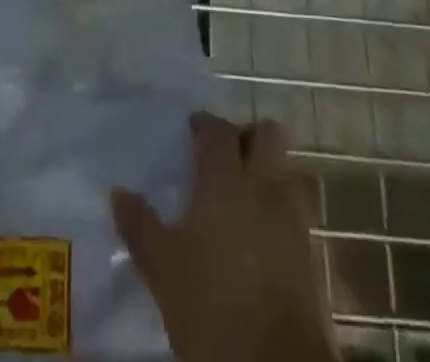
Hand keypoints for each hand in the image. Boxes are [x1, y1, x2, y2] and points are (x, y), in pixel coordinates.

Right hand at [112, 113, 335, 361]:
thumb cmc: (211, 305)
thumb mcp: (162, 268)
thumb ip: (140, 225)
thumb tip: (118, 192)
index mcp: (225, 178)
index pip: (218, 129)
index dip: (205, 124)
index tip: (191, 131)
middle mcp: (263, 185)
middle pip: (267, 134)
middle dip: (248, 136)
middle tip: (224, 155)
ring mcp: (292, 217)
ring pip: (285, 170)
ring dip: (267, 172)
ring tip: (242, 195)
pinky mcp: (311, 253)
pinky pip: (295, 211)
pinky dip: (278, 210)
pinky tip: (259, 233)